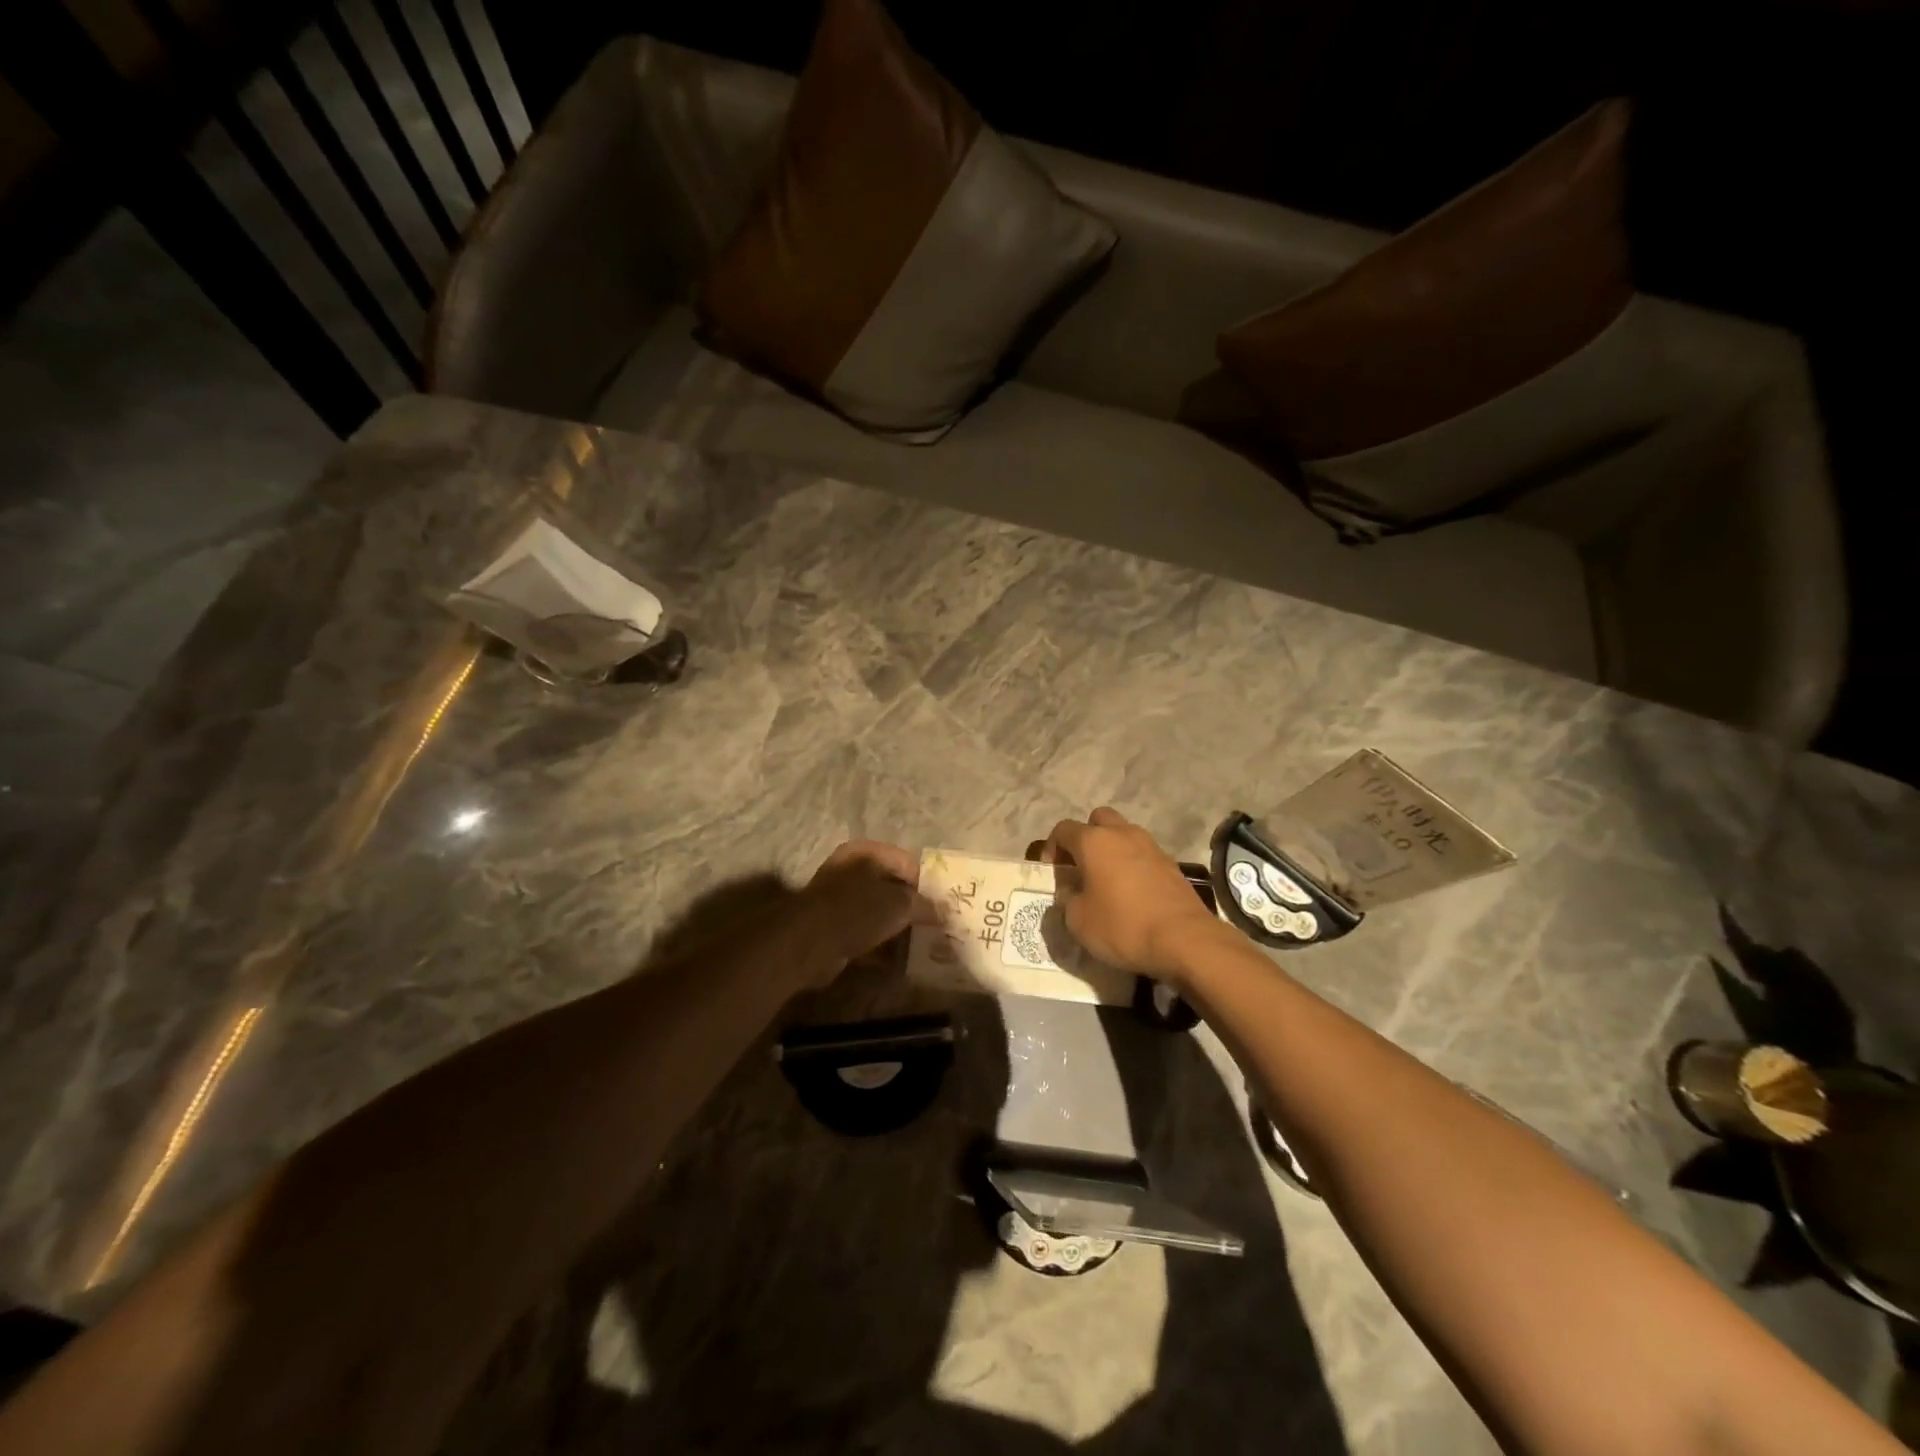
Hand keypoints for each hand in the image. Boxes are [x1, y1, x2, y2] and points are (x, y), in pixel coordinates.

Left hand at [798, 841, 931, 986]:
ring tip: (920, 943)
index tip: (941, 904)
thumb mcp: (899, 904)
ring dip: (897, 927)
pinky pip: (864, 931)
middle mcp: (850, 870)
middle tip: (933, 925)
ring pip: (877, 911)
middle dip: (911, 906)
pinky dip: (880, 943)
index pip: (905, 862)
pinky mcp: (832, 927)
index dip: (926, 882)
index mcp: (865, 853)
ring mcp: (838, 899)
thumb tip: (940, 910)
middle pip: (891, 886)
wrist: (810, 943)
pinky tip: (898, 959)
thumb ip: (922, 904)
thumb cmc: (858, 911)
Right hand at [1040, 808, 1229, 980]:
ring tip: (1106, 879)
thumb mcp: (1078, 921)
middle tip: (1080, 865)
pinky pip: (1143, 854)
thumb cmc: (1122, 926)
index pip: (1063, 829)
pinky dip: (1133, 864)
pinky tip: (1132, 892)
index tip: (1052, 870)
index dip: (1051, 847)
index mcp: (1094, 841)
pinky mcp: (1171, 864)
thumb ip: (1068, 900)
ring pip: (1124, 834)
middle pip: (1098, 819)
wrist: (1184, 939)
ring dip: (1112, 849)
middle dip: (1086, 836)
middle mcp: (1122, 834)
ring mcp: (1151, 846)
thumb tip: (1071, 893)